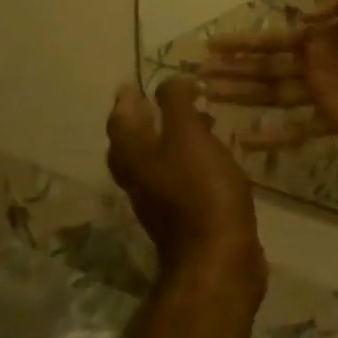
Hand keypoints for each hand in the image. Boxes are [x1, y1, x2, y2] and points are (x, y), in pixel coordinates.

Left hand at [107, 78, 263, 291]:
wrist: (218, 256)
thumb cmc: (201, 189)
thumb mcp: (189, 136)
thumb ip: (177, 104)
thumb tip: (170, 80)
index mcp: (136, 156)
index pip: (120, 122)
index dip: (125, 101)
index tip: (132, 83)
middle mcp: (140, 179)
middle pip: (131, 144)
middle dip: (142, 120)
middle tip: (158, 101)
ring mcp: (160, 200)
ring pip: (154, 161)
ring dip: (168, 138)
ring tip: (196, 119)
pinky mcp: (183, 215)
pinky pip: (178, 176)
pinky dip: (188, 158)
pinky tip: (212, 153)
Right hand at [199, 0, 337, 148]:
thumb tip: (301, 16)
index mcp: (320, 41)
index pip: (273, 42)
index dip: (243, 44)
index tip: (211, 44)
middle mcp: (312, 68)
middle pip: (264, 70)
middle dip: (232, 71)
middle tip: (197, 75)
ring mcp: (320, 96)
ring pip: (272, 97)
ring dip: (242, 97)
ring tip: (209, 98)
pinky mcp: (333, 121)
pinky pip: (298, 130)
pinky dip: (273, 137)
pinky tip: (247, 140)